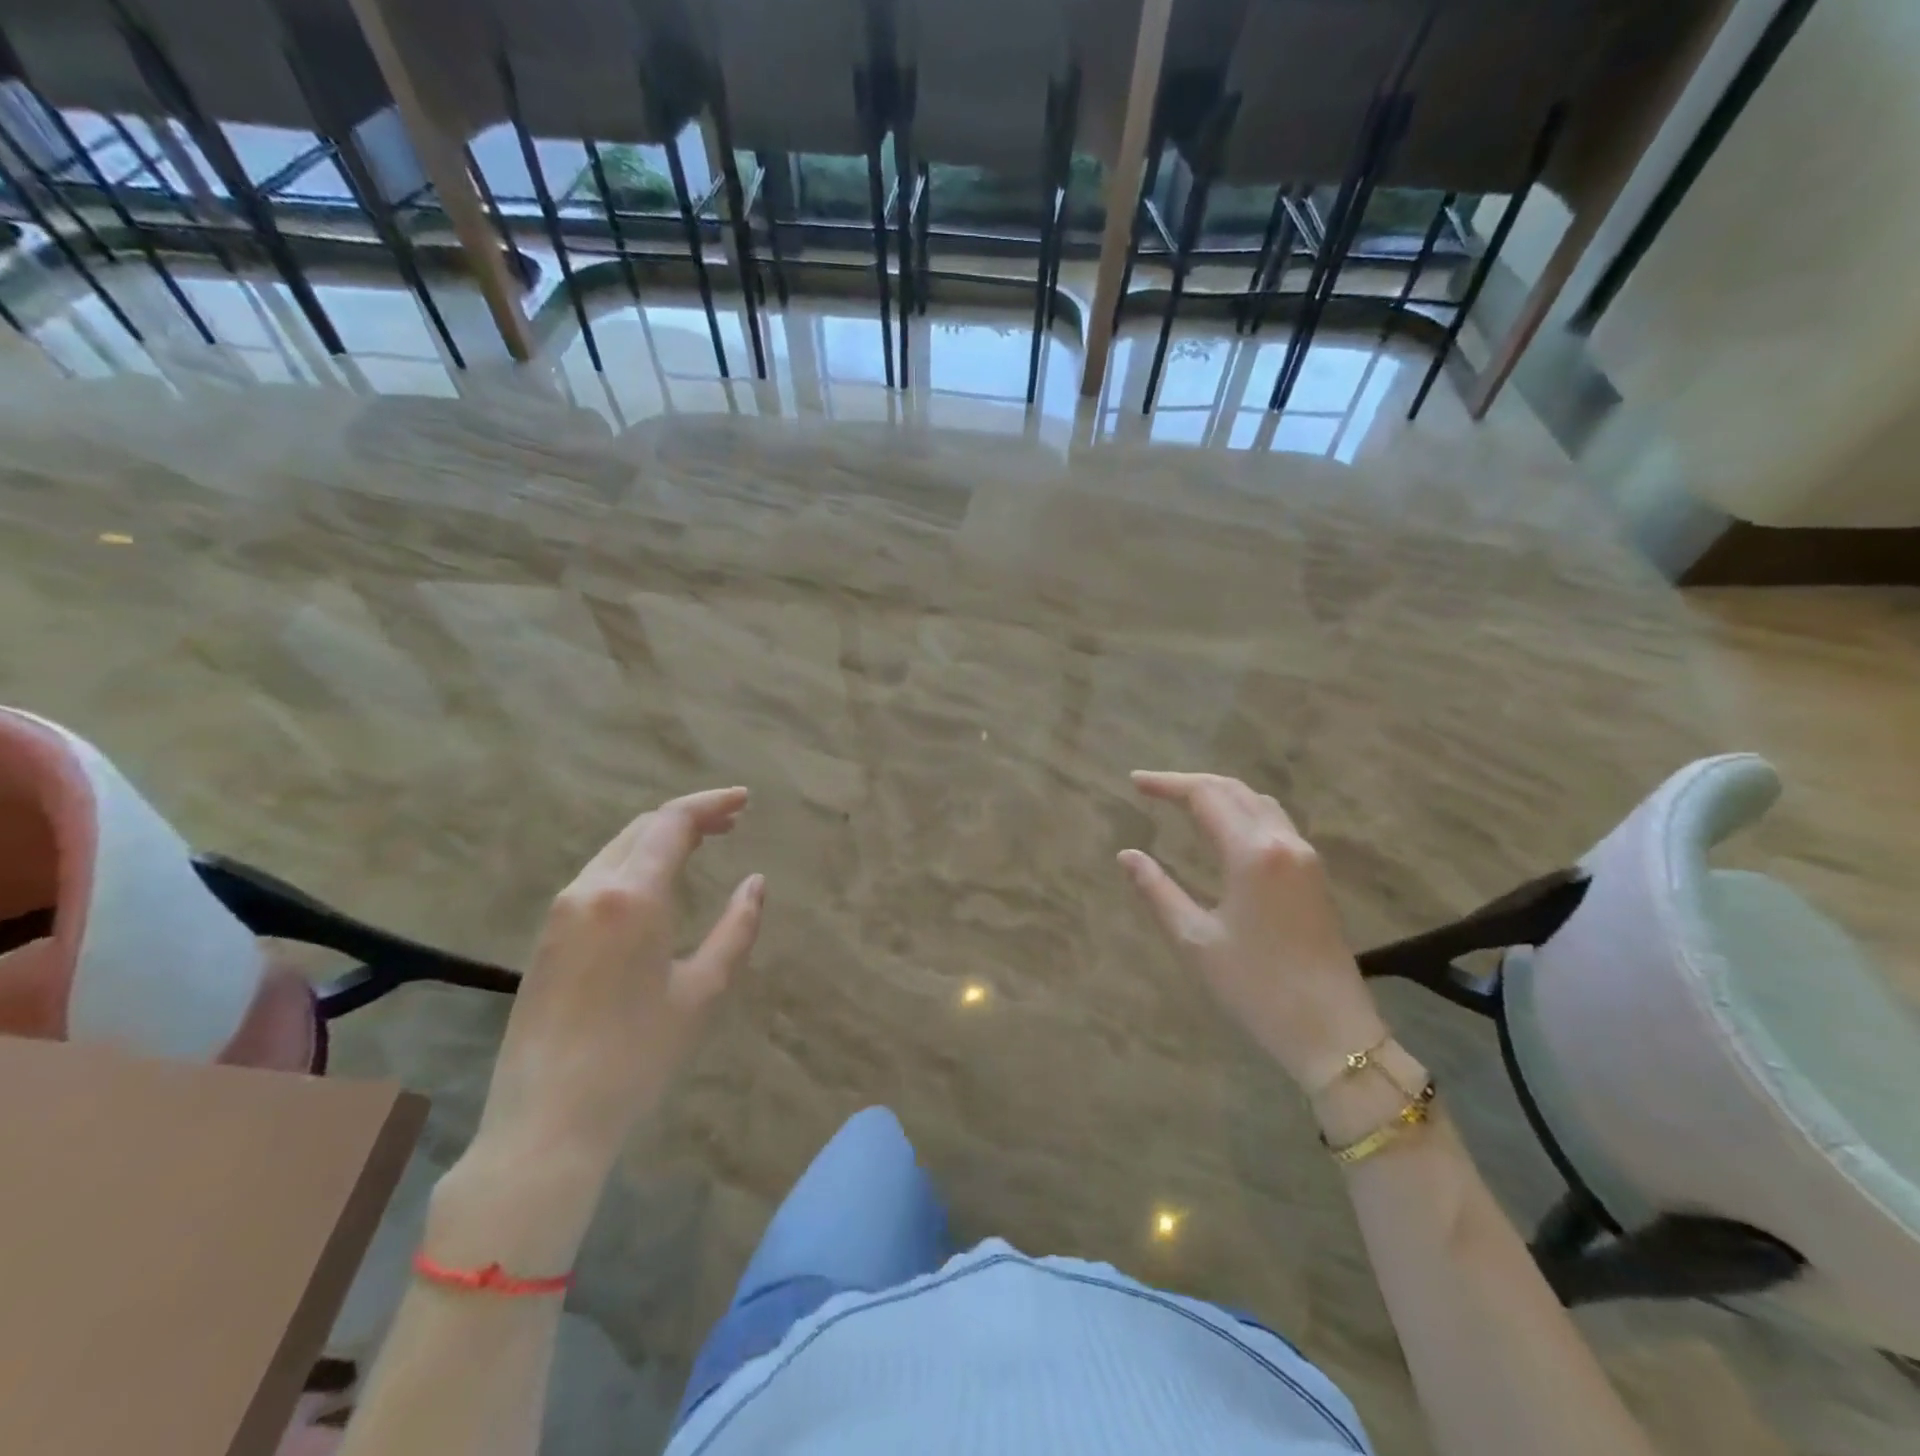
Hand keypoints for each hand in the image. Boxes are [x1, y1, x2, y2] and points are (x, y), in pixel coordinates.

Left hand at [478, 787, 764, 1165]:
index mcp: (632, 896)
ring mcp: (561, 912)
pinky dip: (635, 862)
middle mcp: (590, 889)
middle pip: (642, 828)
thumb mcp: (703, 991)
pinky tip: (656, 884)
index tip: (744, 800)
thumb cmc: (637, 1056)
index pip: (673, 822)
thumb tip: (756, 882)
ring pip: (617, 849)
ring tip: (701, 846)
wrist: (546, 1120)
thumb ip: (737, 928)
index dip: (711, 803)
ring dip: (660, 838)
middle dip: (689, 816)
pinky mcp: (546, 935)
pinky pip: (598, 876)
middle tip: (731, 822)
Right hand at [1119, 771, 1386, 1090]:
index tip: (1134, 782)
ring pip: (1258, 802)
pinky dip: (1242, 810)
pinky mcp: (1314, 874)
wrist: (1333, 1032)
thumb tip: (1126, 855)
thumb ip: (1157, 891)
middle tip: (1152, 789)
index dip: (1167, 784)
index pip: (1204, 796)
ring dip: (1219, 793)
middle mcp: (1282, 842)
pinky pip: (1274, 822)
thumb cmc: (1256, 987)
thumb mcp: (1195, 940)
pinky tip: (1225, 828)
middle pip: (1233, 790)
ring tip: (1183, 802)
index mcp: (1251, 854)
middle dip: (1190, 783)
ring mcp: (1305, 856)